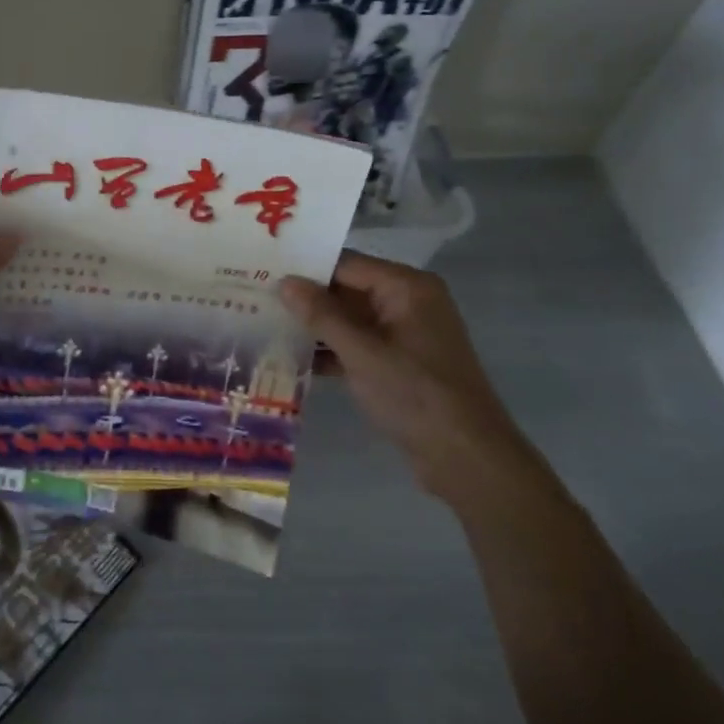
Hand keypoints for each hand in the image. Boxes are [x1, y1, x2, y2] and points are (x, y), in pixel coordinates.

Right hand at [279, 251, 539, 507]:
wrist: (467, 459)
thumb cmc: (415, 395)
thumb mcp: (362, 353)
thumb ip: (321, 315)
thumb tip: (285, 282)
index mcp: (407, 287)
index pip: (346, 264)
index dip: (305, 269)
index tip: (262, 272)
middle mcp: (408, 302)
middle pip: (347, 289)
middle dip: (306, 298)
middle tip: (256, 299)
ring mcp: (405, 334)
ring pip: (350, 319)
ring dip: (315, 327)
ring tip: (265, 326)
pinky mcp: (400, 362)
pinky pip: (358, 344)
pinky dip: (332, 351)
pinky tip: (293, 359)